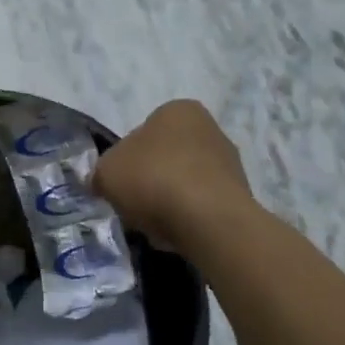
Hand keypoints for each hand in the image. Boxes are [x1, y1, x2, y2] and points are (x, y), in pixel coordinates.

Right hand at [94, 100, 253, 250]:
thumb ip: (102, 172)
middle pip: (166, 157)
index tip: (121, 183)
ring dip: (170, 201)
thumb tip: (105, 182)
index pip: (144, 131)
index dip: (127, 159)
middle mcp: (209, 127)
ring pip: (185, 183)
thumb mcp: (107, 172)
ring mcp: (230, 162)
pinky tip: (177, 234)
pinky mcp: (241, 196)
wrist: (209, 220)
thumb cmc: (154, 179)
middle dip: (150, 180)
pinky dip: (189, 219)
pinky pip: (203, 206)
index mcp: (177, 109)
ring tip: (155, 225)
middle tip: (134, 204)